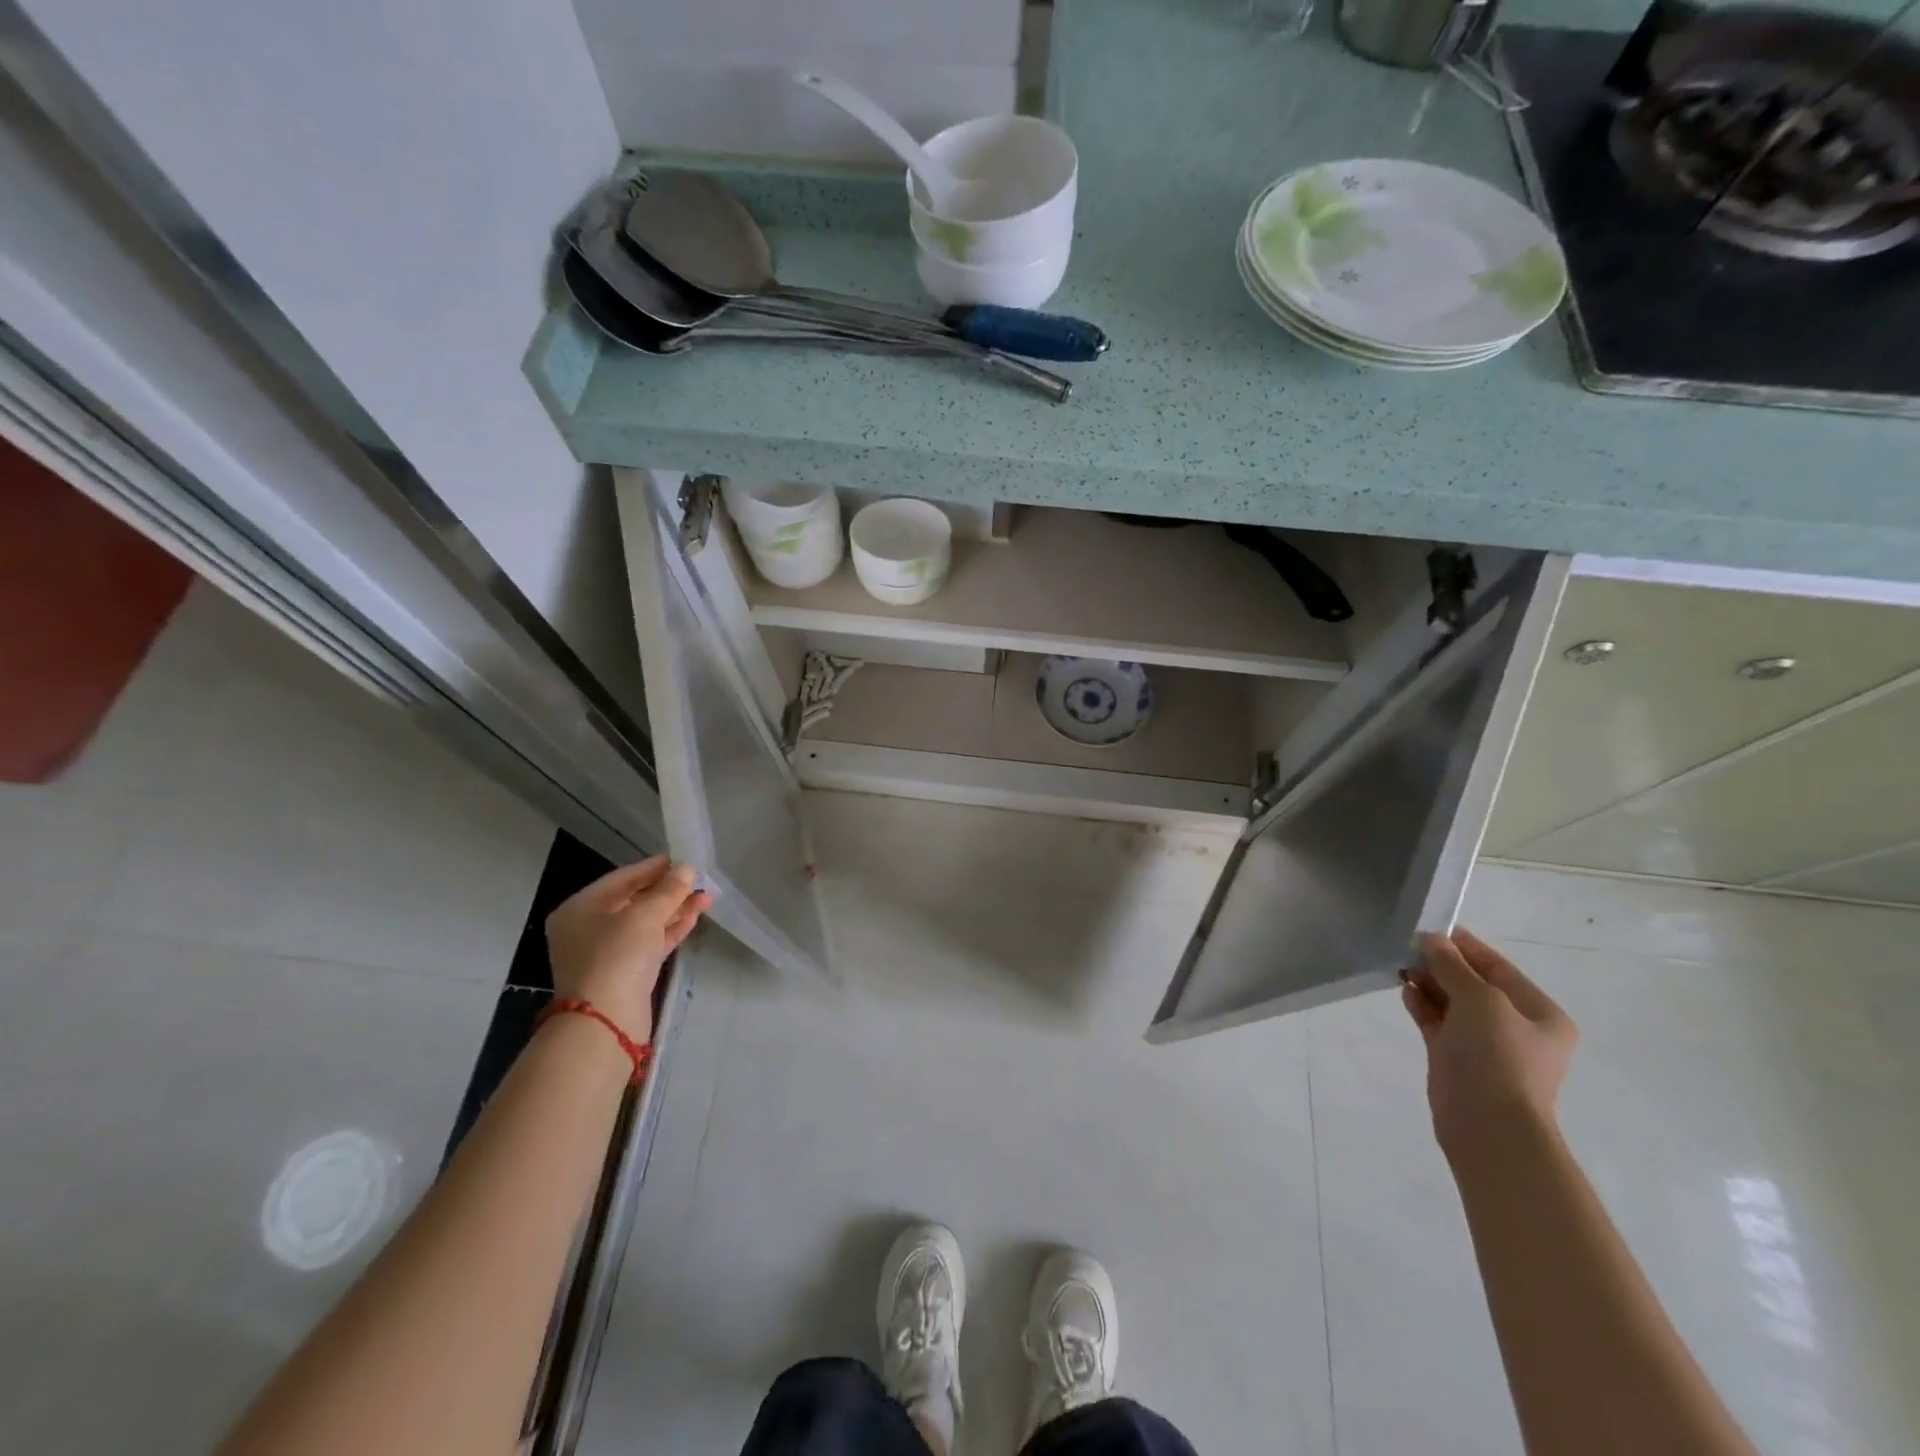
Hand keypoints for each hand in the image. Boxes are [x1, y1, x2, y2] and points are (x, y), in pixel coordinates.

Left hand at [545, 856, 710, 1043]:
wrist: (606, 1022)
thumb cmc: (616, 956)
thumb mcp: (644, 916)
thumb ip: (668, 890)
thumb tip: (687, 869)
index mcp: (580, 909)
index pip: (621, 878)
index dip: (653, 867)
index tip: (682, 858)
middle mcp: (589, 928)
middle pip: (634, 900)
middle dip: (668, 890)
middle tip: (698, 878)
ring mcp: (607, 952)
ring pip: (645, 922)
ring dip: (675, 909)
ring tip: (706, 895)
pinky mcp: (625, 972)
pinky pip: (650, 941)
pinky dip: (671, 929)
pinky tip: (695, 915)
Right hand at [1402, 927, 1576, 1160]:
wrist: (1488, 1126)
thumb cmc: (1498, 1057)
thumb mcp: (1479, 1000)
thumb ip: (1452, 966)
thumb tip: (1430, 939)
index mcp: (1539, 1013)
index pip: (1498, 967)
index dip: (1464, 946)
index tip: (1430, 927)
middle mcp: (1515, 1026)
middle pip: (1473, 983)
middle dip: (1442, 964)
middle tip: (1407, 947)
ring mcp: (1485, 1044)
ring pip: (1452, 1002)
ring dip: (1429, 983)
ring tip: (1401, 966)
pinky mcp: (1456, 1058)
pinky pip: (1438, 1021)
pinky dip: (1422, 1005)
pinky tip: (1404, 990)